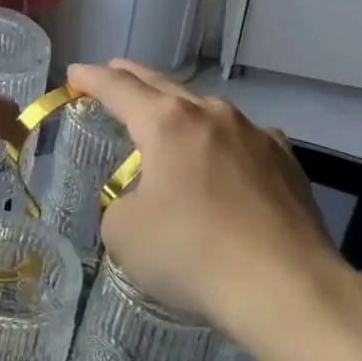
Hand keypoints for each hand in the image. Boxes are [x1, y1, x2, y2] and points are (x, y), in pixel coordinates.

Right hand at [69, 60, 361, 345]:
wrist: (287, 289)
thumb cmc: (192, 253)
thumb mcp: (124, 233)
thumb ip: (121, 204)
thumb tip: (143, 202)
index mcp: (167, 123)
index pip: (119, 89)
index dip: (91, 79)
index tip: (73, 74)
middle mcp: (213, 116)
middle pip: (164, 85)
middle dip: (134, 78)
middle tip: (114, 71)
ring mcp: (257, 135)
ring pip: (208, 110)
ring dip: (182, 110)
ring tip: (169, 116)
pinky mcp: (288, 164)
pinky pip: (244, 140)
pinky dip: (222, 141)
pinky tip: (225, 157)